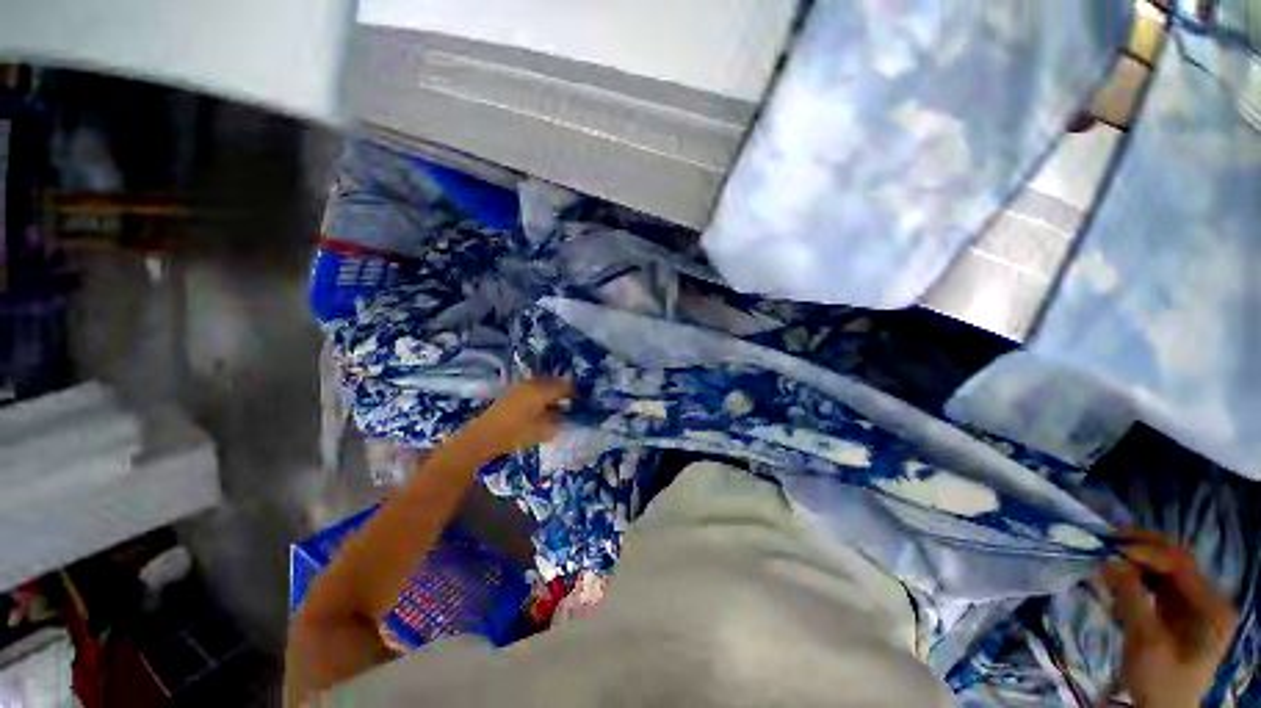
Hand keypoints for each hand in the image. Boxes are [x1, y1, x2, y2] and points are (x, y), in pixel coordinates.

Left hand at [459, 378, 573, 458]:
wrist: (483, 436)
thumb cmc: (515, 434)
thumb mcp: (543, 431)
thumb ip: (559, 422)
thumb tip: (569, 416)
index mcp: (542, 391)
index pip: (566, 386)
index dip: (576, 393)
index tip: (583, 400)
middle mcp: (533, 383)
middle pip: (555, 382)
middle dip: (566, 390)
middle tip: (573, 402)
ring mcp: (522, 385)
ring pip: (545, 383)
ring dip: (554, 391)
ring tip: (560, 404)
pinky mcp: (514, 391)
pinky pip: (535, 387)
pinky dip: (543, 393)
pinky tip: (544, 405)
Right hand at [1101, 531, 1237, 707]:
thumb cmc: (1159, 679)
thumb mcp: (1145, 640)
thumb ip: (1131, 597)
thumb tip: (1109, 559)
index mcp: (1211, 605)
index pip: (1179, 564)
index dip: (1146, 551)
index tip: (1111, 547)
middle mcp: (1208, 598)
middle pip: (1175, 562)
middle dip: (1141, 550)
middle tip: (1108, 541)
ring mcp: (1194, 606)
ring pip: (1165, 570)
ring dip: (1136, 562)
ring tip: (1107, 559)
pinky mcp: (1177, 611)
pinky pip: (1158, 585)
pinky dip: (1136, 577)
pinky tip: (1115, 578)